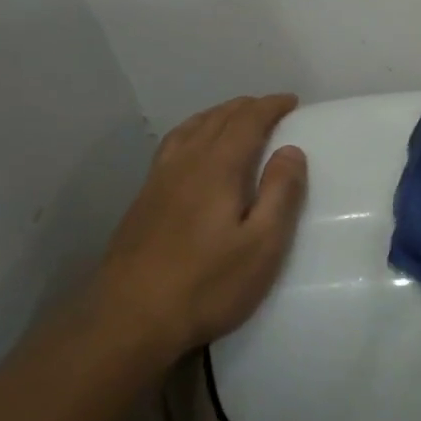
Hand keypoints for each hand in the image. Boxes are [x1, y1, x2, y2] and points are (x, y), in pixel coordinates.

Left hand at [92, 94, 308, 362]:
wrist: (128, 319)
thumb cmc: (206, 284)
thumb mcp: (262, 245)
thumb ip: (281, 194)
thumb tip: (292, 150)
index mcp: (217, 168)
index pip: (247, 121)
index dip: (270, 106)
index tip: (291, 101)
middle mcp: (185, 163)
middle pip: (217, 119)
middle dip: (246, 107)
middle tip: (270, 108)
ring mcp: (158, 180)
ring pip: (190, 129)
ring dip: (217, 115)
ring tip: (234, 118)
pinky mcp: (143, 200)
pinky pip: (172, 146)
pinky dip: (193, 132)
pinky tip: (193, 149)